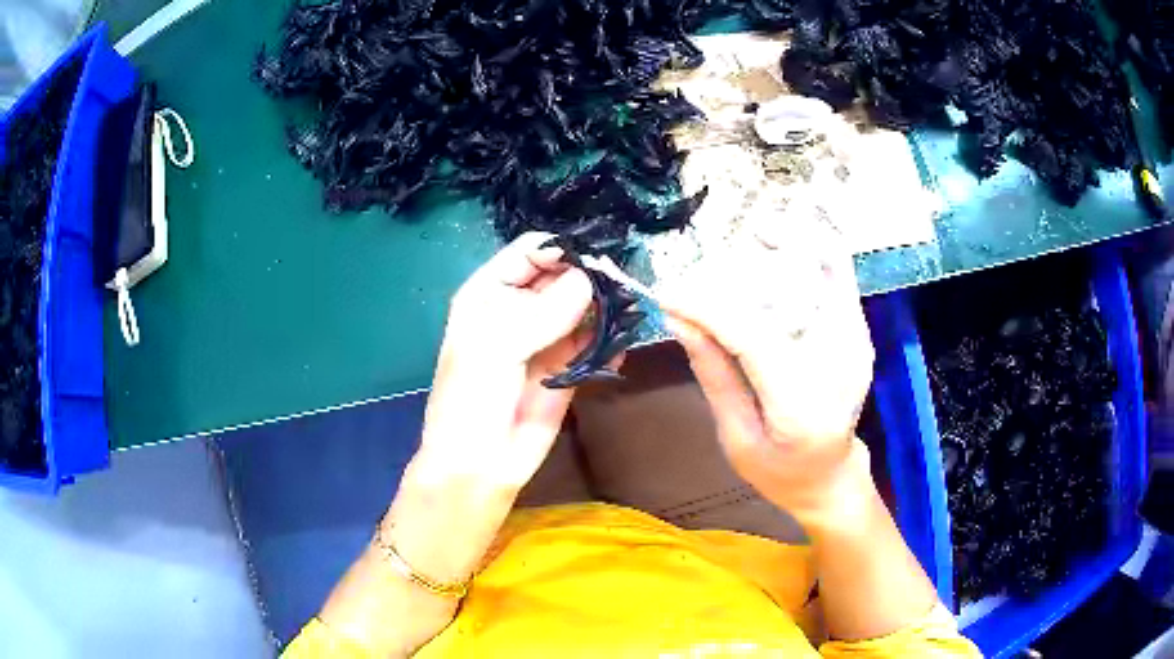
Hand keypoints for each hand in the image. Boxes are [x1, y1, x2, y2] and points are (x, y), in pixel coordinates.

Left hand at [389, 232, 593, 581]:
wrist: (480, 465)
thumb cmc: (471, 400)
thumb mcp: (495, 349)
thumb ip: (542, 312)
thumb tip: (589, 281)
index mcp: (490, 293)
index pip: (530, 252)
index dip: (561, 251)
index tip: (597, 260)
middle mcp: (520, 309)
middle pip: (562, 276)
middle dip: (591, 276)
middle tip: (623, 284)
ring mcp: (547, 338)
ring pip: (584, 307)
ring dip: (607, 306)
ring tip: (629, 310)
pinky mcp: (569, 366)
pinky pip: (596, 342)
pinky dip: (612, 339)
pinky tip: (623, 342)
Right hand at [661, 212, 875, 526]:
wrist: (831, 477)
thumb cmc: (779, 473)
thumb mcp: (736, 439)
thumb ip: (715, 376)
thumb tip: (681, 321)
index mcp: (802, 408)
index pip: (753, 338)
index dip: (707, 308)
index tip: (668, 292)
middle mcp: (839, 366)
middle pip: (793, 293)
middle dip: (748, 264)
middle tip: (706, 257)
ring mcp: (856, 344)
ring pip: (825, 271)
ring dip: (786, 244)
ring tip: (750, 234)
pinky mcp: (859, 332)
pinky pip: (838, 277)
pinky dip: (811, 252)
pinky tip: (784, 242)